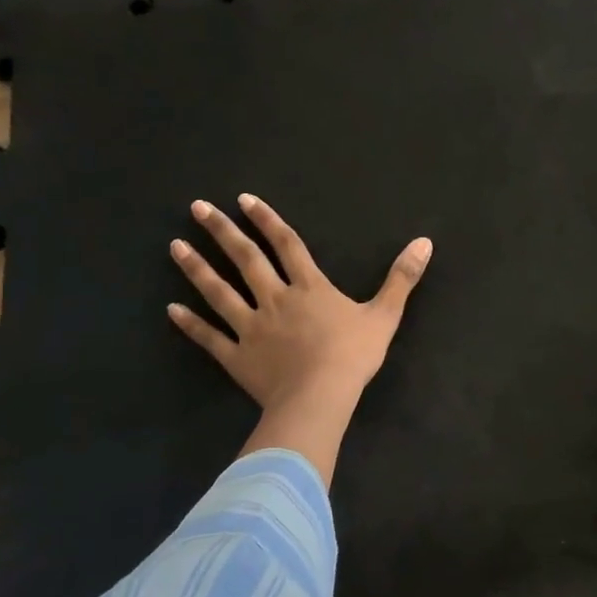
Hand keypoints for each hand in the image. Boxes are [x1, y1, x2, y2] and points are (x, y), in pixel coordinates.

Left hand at [168, 194, 431, 480]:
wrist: (320, 397)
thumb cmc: (353, 355)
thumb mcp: (385, 314)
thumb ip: (402, 277)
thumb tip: (425, 242)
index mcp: (309, 287)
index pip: (287, 245)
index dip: (268, 220)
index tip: (244, 199)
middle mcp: (275, 299)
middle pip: (246, 259)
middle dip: (222, 231)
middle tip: (197, 207)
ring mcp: (252, 327)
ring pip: (219, 292)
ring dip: (196, 268)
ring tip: (175, 246)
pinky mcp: (237, 356)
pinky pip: (210, 337)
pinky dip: (191, 323)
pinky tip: (172, 309)